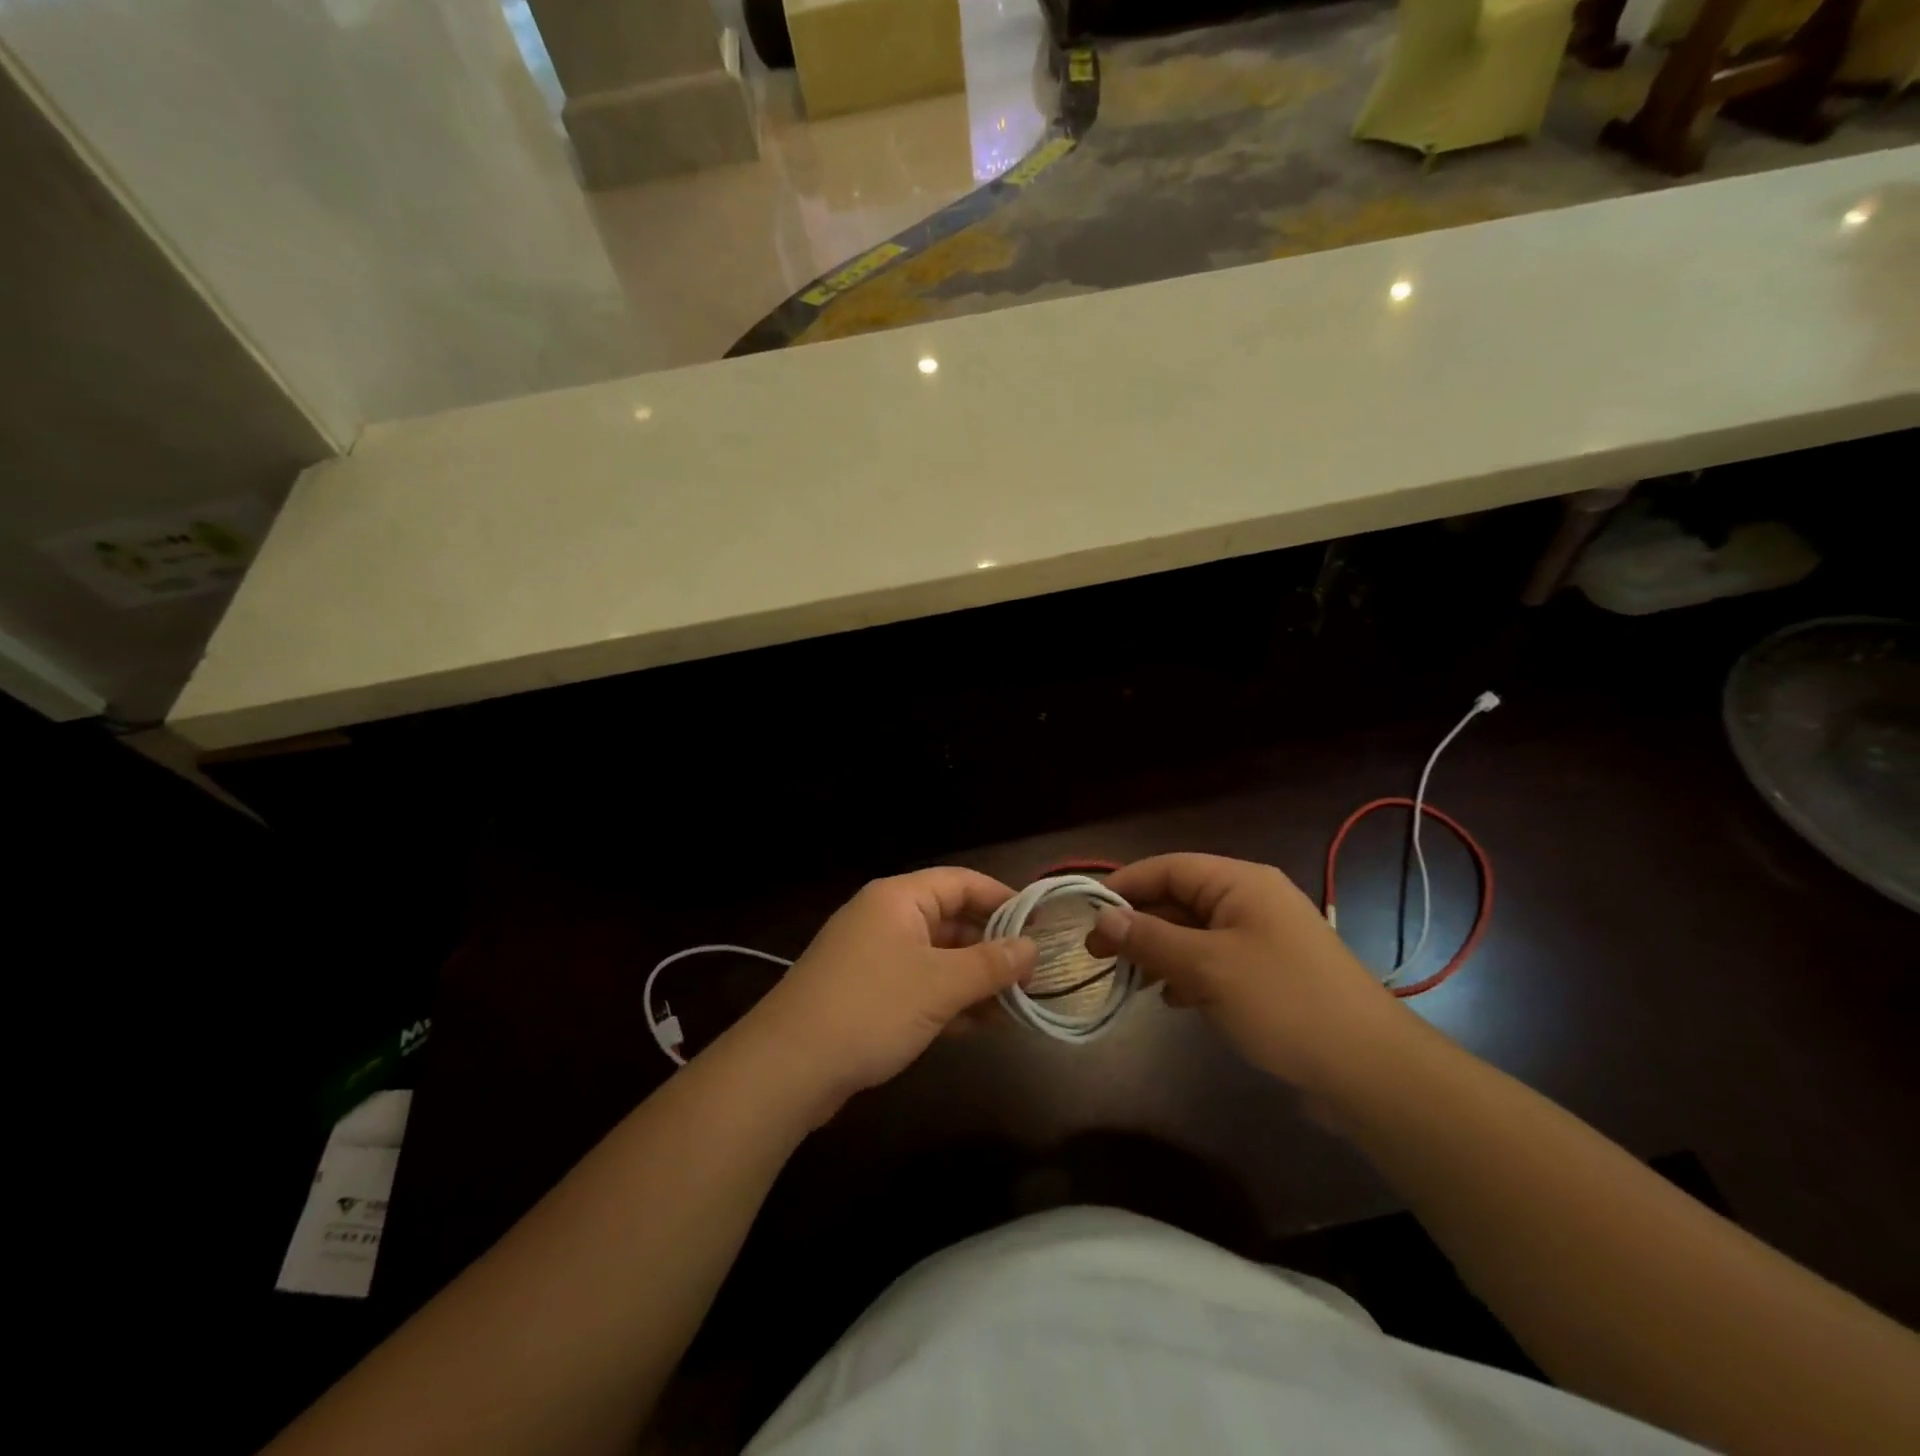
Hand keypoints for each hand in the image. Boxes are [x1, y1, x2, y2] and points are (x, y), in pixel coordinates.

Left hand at [730, 869, 1036, 1120]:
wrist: (788, 1067)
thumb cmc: (871, 1008)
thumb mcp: (940, 985)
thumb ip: (991, 964)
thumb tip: (1032, 947)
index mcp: (899, 899)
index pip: (961, 882)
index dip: (1003, 898)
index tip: (1040, 923)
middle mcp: (885, 919)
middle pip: (951, 920)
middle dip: (992, 947)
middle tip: (1033, 973)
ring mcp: (873, 958)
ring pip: (937, 957)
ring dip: (974, 979)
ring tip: (1016, 1005)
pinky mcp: (866, 994)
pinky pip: (918, 985)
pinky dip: (948, 1000)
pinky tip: (979, 1025)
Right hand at [1085, 853, 1414, 1092]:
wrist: (1369, 1070)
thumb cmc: (1283, 1002)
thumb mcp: (1206, 967)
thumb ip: (1150, 939)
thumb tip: (1102, 917)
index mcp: (1240, 883)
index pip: (1168, 868)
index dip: (1124, 886)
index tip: (1086, 914)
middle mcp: (1251, 901)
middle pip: (1179, 900)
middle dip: (1138, 924)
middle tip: (1096, 954)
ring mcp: (1262, 939)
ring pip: (1194, 933)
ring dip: (1159, 952)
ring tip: (1127, 980)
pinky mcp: (1269, 975)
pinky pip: (1215, 962)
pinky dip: (1187, 975)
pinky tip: (1172, 1000)